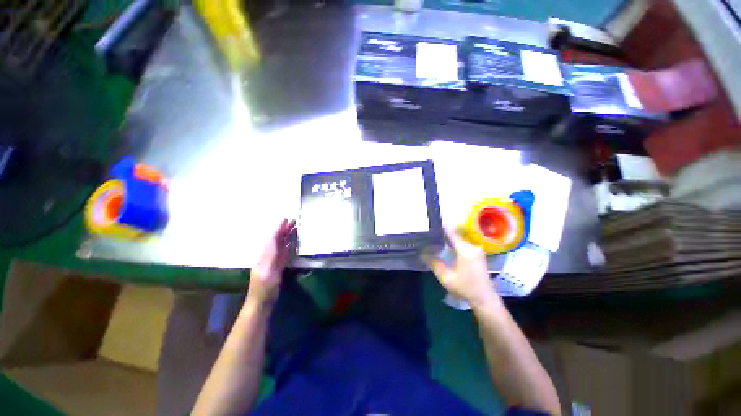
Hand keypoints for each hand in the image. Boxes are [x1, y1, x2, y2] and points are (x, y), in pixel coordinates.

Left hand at [247, 219, 296, 305]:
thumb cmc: (264, 289)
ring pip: (280, 244)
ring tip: (294, 227)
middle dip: (283, 229)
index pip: (272, 239)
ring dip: (287, 235)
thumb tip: (275, 242)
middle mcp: (268, 255)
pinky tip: (292, 242)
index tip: (285, 219)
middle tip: (293, 220)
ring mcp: (273, 260)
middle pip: (276, 239)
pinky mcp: (278, 266)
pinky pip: (284, 252)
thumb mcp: (268, 273)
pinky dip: (288, 245)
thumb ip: (272, 256)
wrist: (261, 303)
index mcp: (264, 256)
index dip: (278, 229)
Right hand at [425, 228, 499, 309]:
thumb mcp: (446, 277)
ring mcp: (476, 249)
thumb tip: (422, 253)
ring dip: (447, 240)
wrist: (485, 299)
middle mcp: (472, 246)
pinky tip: (445, 249)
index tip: (429, 226)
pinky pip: (463, 244)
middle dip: (442, 235)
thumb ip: (434, 263)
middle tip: (429, 236)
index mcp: (465, 250)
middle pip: (454, 235)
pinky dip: (453, 245)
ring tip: (434, 241)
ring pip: (458, 240)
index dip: (440, 228)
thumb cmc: (465, 288)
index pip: (451, 233)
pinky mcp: (477, 253)